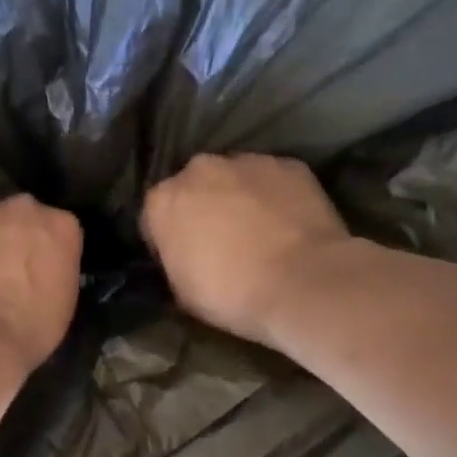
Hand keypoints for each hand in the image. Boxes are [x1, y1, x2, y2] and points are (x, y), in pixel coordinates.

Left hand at [0, 195, 82, 379]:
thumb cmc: (30, 326)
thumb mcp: (63, 300)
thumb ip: (54, 269)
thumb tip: (38, 269)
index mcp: (62, 226)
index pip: (58, 228)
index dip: (46, 250)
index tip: (38, 270)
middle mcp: (24, 207)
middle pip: (21, 215)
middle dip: (15, 235)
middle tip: (5, 267)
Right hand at [142, 154, 351, 347]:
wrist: (302, 283)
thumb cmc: (231, 294)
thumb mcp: (182, 291)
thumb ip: (175, 259)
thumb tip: (185, 255)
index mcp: (163, 201)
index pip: (154, 216)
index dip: (166, 239)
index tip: (182, 258)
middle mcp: (199, 169)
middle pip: (194, 187)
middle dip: (202, 208)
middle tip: (220, 242)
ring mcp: (247, 162)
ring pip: (234, 178)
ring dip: (238, 198)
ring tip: (258, 231)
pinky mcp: (289, 165)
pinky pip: (272, 180)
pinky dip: (275, 196)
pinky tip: (286, 224)